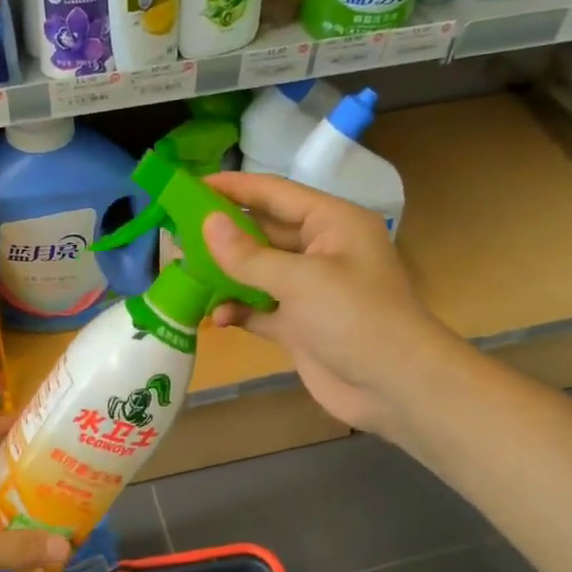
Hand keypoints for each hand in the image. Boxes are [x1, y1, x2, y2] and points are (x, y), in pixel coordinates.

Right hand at [202, 172, 457, 434]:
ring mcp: (308, 291)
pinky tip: (215, 318)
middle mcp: (320, 250)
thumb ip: (249, 255)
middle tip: (176, 232)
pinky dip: (238, 311)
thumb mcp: (301, 280)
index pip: (274, 193)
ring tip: (184, 274)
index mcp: (331, 223)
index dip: (233, 187)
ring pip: (257, 272)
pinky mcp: (299, 326)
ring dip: (225, 275)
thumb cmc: (355, 318)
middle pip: (262, 232)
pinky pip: (259, 310)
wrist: (395, 386)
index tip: (191, 185)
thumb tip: (207, 224)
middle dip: (222, 234)